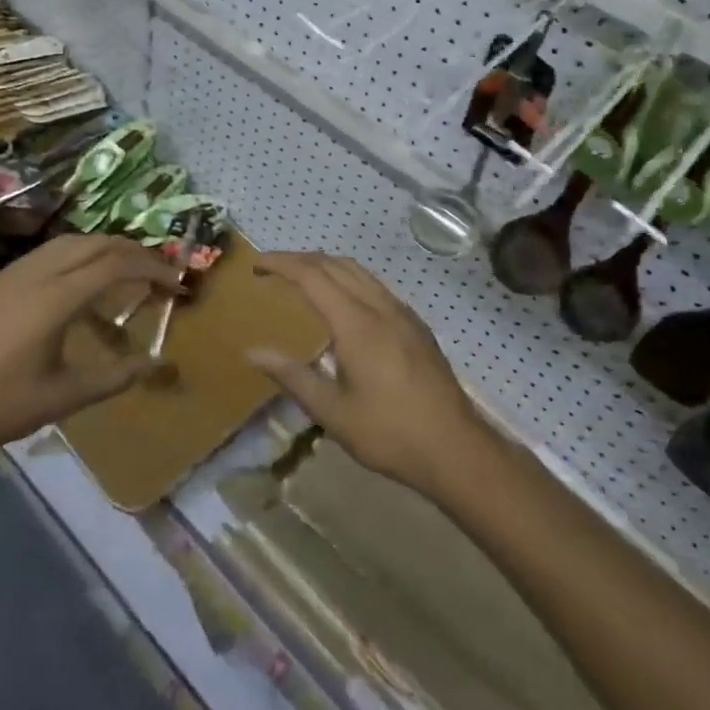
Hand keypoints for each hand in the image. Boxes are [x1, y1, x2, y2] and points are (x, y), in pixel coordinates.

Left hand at [0, 236, 181, 469]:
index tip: (176, 283)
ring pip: (71, 242)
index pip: (116, 264)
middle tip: (160, 272)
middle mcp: (37, 272)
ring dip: (105, 249)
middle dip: (134, 251)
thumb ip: (115, 377)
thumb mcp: (64, 397)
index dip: (152, 268)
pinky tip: (82, 285)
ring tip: (128, 271)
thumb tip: (158, 364)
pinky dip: (79, 256)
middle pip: (96, 243)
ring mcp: (14, 272)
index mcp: (56, 297)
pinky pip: (50, 253)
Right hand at [247, 252, 492, 499]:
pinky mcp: (416, 325)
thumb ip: (292, 376)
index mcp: (356, 323)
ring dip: (325, 265)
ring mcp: (402, 313)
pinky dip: (348, 279)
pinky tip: (343, 302)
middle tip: (271, 271)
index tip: (256, 265)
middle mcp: (379, 307)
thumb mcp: (333, 413)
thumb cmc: (389, 434)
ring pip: (358, 271)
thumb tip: (253, 352)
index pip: (311, 275)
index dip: (281, 263)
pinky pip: (375, 285)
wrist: (456, 449)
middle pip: (334, 265)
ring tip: (301, 279)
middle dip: (299, 259)